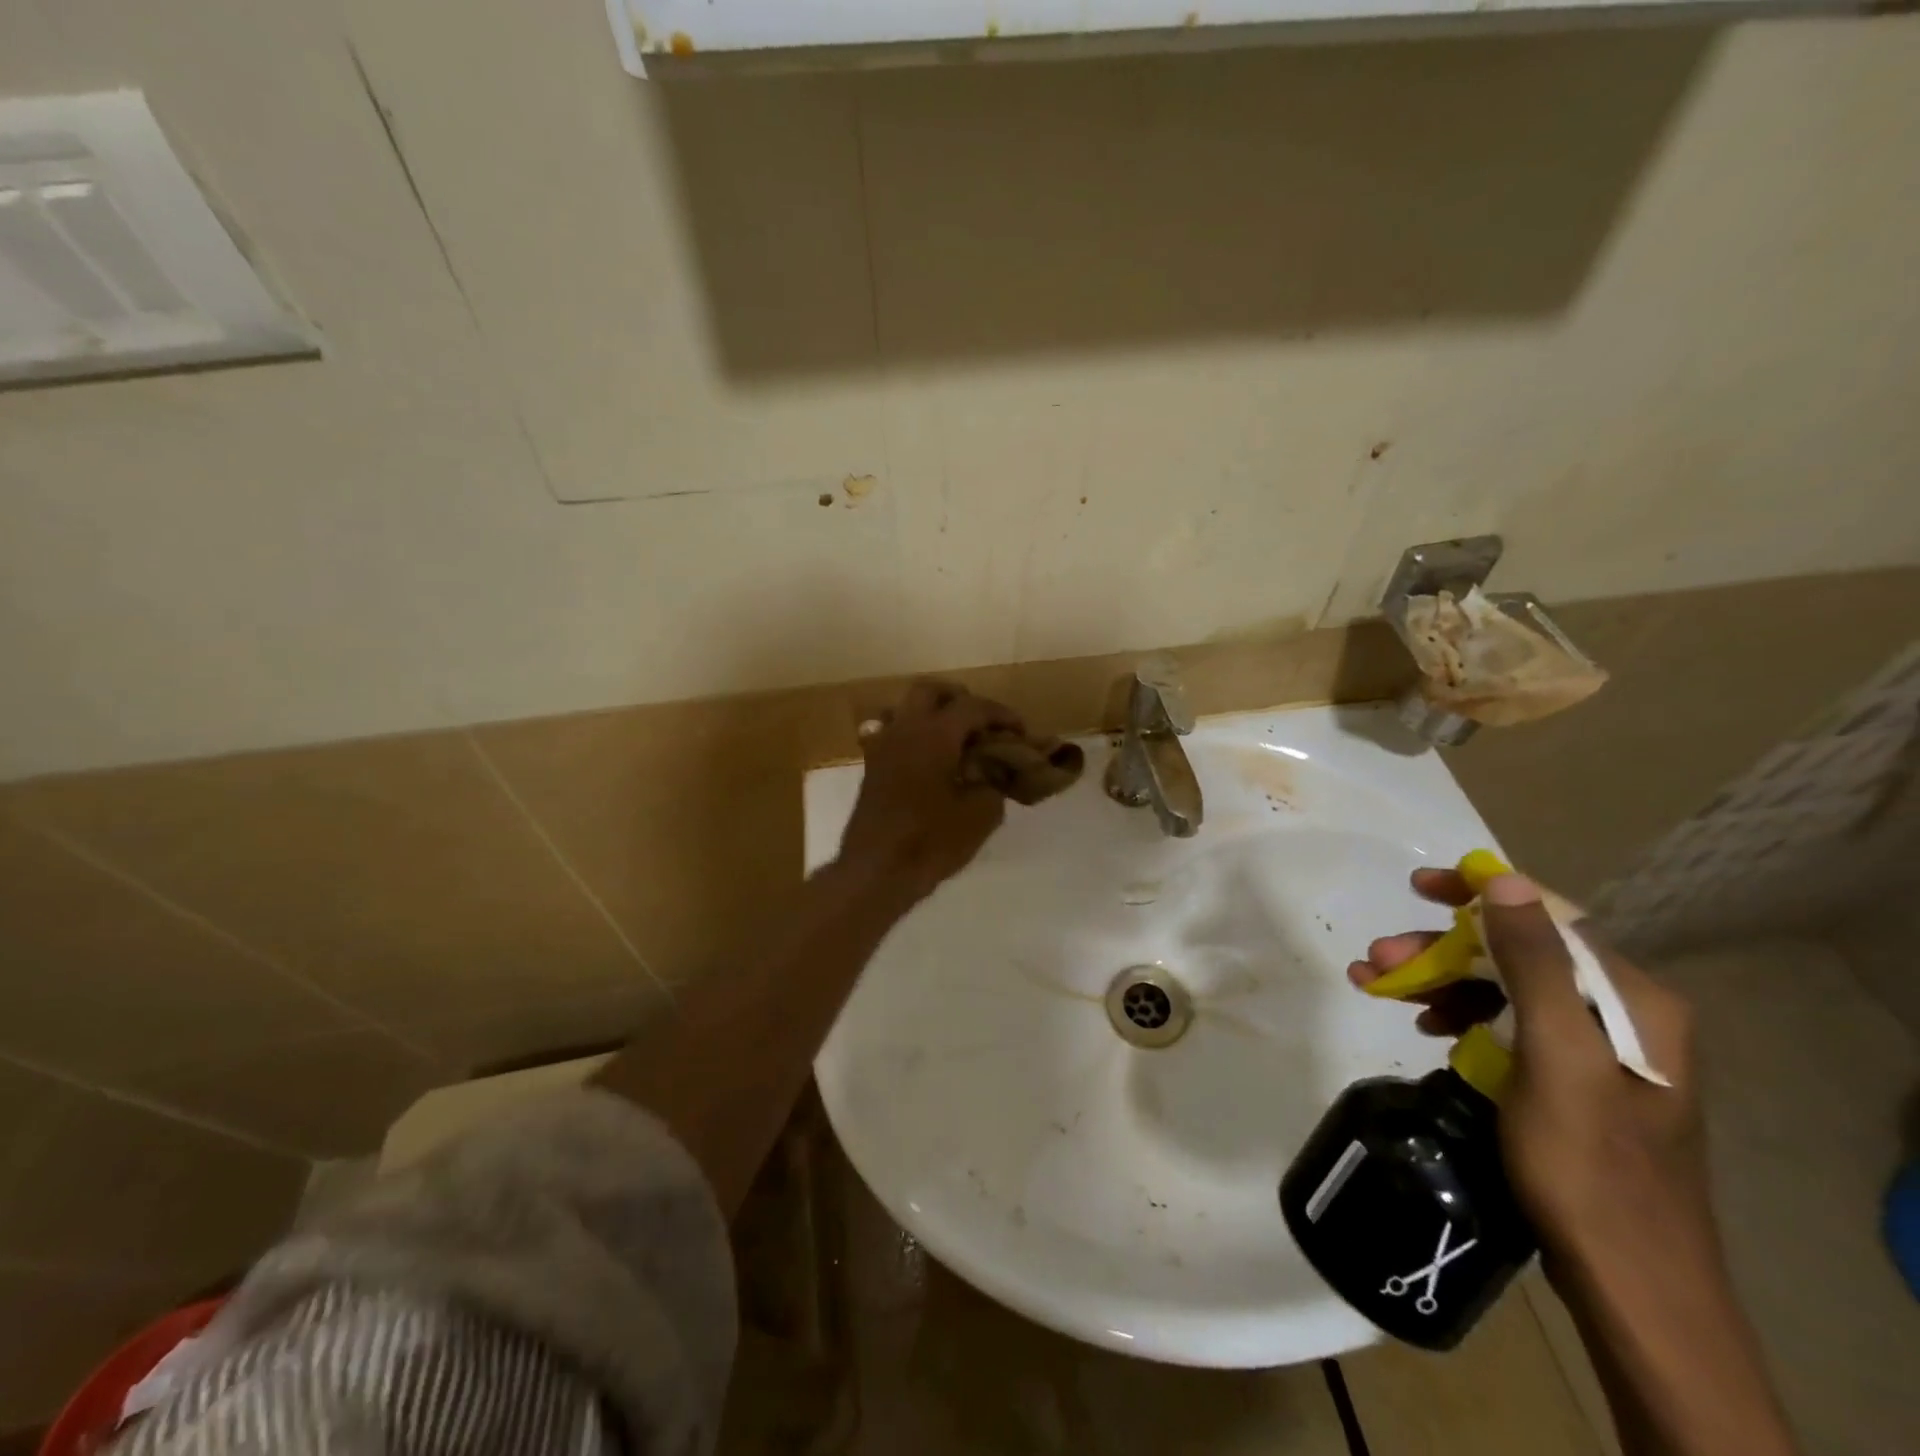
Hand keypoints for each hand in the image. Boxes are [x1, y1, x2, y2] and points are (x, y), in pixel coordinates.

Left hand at [837, 680, 1020, 903]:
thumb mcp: (981, 815)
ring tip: (954, 739)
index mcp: (935, 734)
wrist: (877, 871)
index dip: (1001, 715)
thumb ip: (993, 783)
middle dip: (960, 700)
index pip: (973, 706)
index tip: (1021, 731)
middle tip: (983, 725)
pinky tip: (927, 759)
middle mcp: (905, 729)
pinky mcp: (872, 767)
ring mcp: (883, 746)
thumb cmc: (932, 841)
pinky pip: (890, 733)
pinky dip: (912, 735)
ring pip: (906, 708)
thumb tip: (994, 773)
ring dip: (932, 714)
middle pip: (931, 691)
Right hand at [1348, 869, 1718, 1285]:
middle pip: (1516, 955)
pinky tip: (1426, 1028)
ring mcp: (1595, 1050)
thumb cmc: (1589, 1165)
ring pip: (1504, 989)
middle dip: (1442, 951)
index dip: (1479, 894)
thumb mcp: (1558, 1056)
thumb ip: (1536, 964)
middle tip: (1378, 959)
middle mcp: (1621, 1014)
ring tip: (1378, 988)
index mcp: (1633, 1000)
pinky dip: (1459, 1017)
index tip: (1418, 886)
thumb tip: (1505, 880)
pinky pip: (1506, 1025)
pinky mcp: (1570, 1080)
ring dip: (1439, 982)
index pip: (1548, 918)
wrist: (1629, 1283)